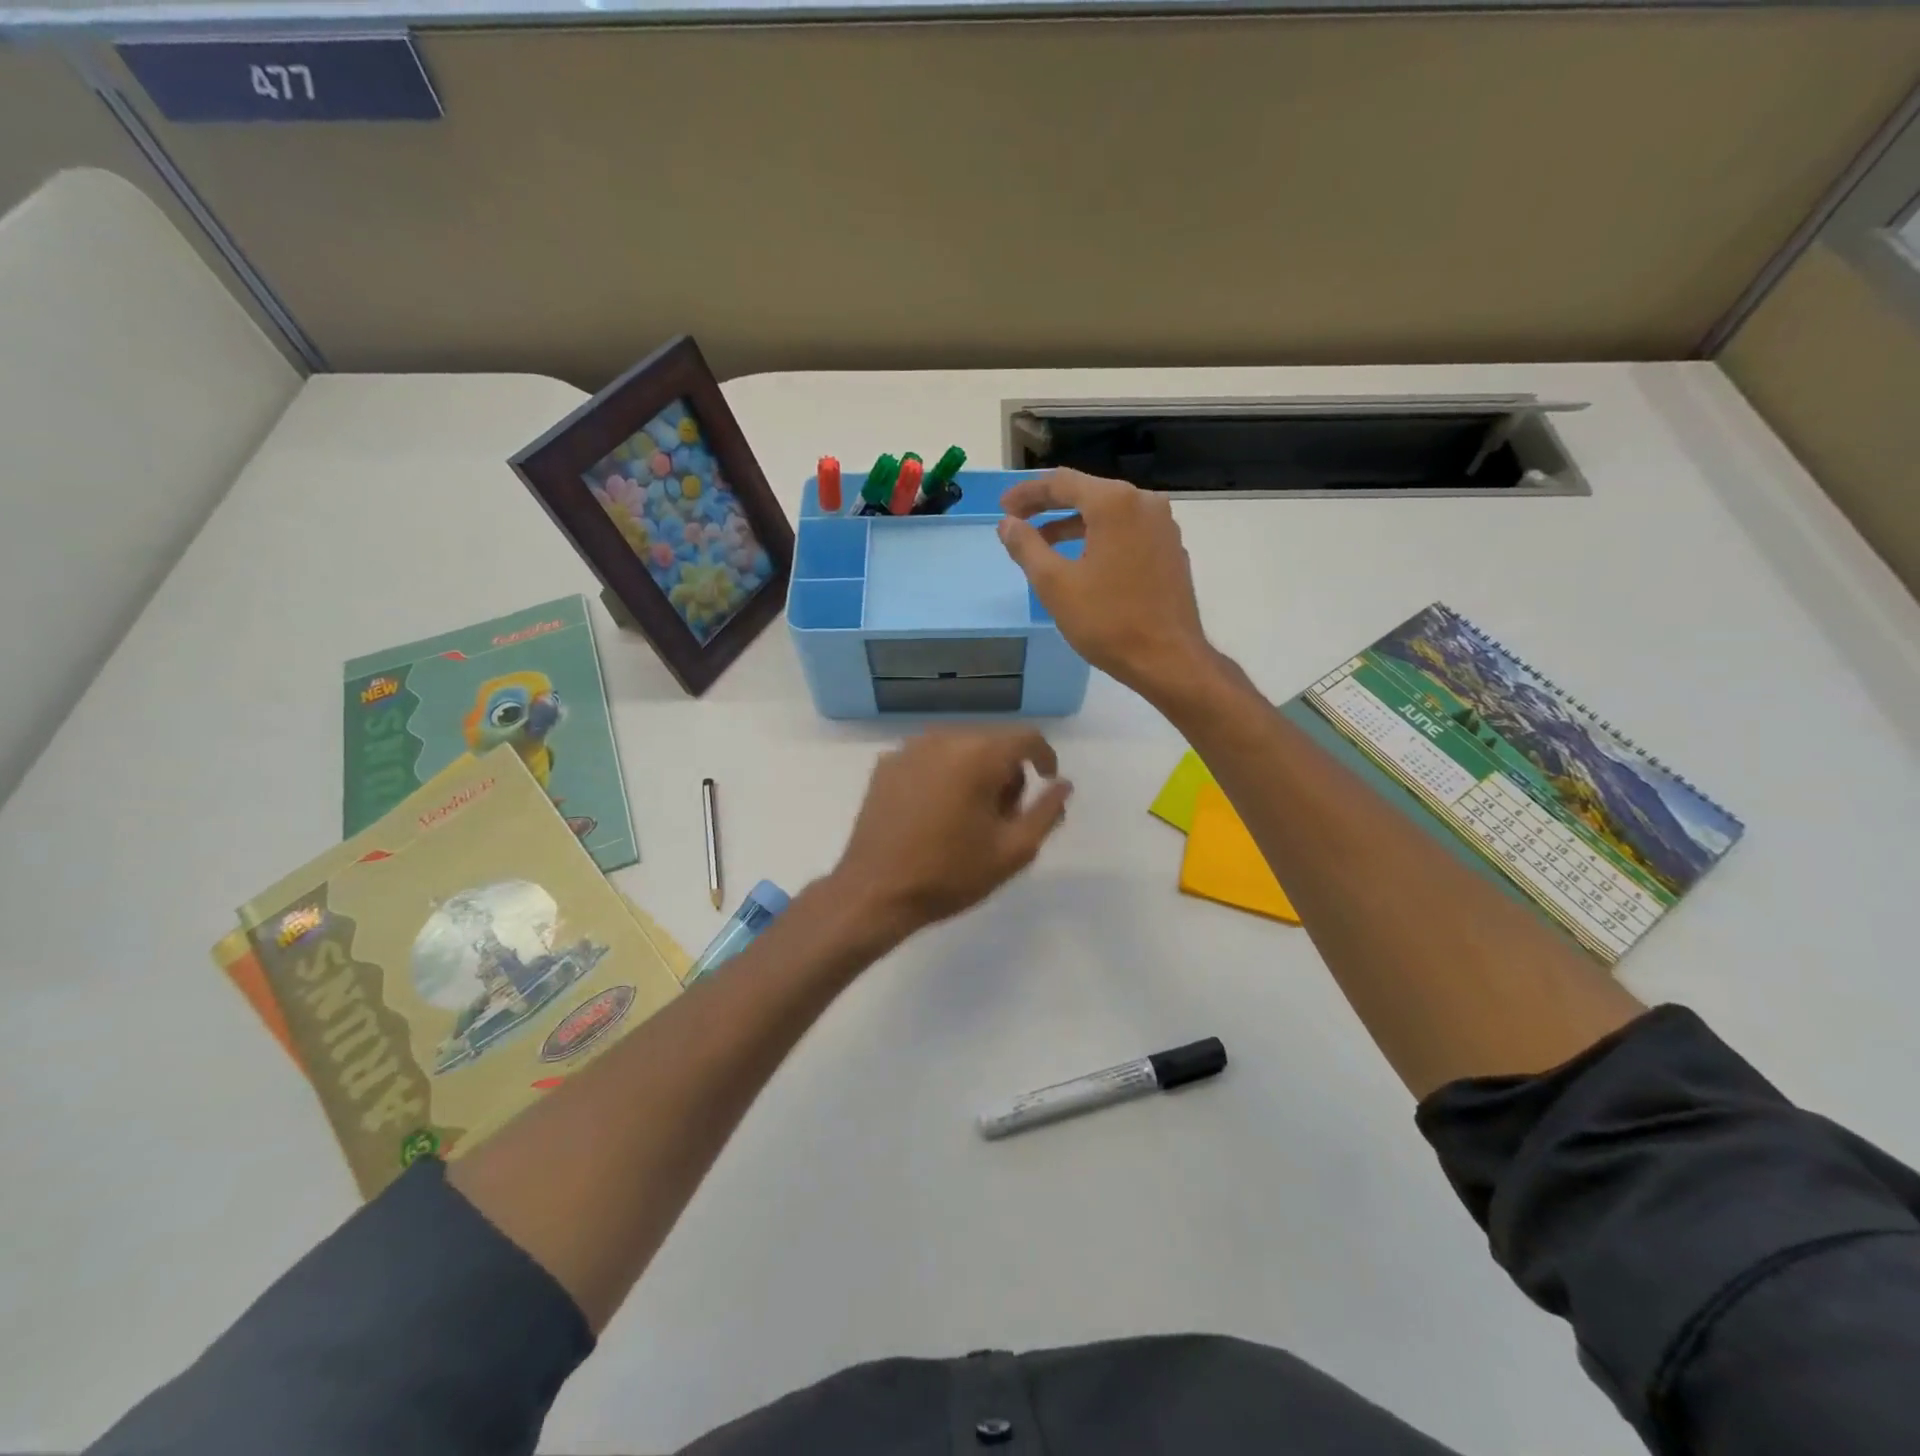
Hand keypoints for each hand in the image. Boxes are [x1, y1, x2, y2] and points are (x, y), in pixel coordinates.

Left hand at [828, 729, 1071, 941]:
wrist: (875, 893)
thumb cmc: (950, 874)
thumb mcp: (1013, 851)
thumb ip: (1046, 812)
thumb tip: (1062, 784)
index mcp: (978, 755)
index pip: (1026, 738)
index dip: (1044, 757)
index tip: (1047, 783)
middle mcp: (942, 739)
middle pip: (991, 743)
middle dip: (1007, 772)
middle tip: (1004, 816)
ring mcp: (908, 750)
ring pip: (959, 749)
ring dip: (974, 773)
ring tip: (968, 817)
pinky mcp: (885, 766)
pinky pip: (929, 759)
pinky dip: (943, 776)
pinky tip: (936, 813)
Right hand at [997, 470, 1214, 702]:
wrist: (1168, 659)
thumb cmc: (1108, 621)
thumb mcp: (1055, 584)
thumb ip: (1027, 547)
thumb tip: (1008, 524)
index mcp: (1115, 503)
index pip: (1061, 482)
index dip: (1027, 493)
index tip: (1003, 508)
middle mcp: (1144, 503)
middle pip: (1087, 492)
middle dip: (1049, 505)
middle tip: (1018, 521)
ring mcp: (1162, 526)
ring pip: (1109, 513)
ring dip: (1072, 524)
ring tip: (1043, 544)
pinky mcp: (1170, 550)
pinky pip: (1127, 531)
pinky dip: (1099, 537)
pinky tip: (1083, 560)